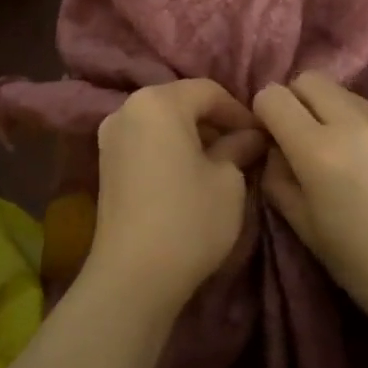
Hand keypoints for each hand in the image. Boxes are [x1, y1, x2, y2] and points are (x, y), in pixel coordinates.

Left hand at [88, 79, 265, 312]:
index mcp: (157, 102)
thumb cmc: (189, 218)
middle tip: (245, 148)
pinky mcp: (105, 165)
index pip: (208, 91)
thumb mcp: (228, 180)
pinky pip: (146, 142)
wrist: (133, 276)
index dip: (239, 111)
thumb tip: (251, 136)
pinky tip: (191, 175)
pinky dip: (170, 149)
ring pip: (162, 123)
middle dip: (215, 121)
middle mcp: (127, 110)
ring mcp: (110, 137)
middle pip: (181, 102)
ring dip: (192, 136)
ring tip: (221, 163)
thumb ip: (239, 147)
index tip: (262, 136)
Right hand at [254, 72, 367, 350]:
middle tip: (298, 137)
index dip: (263, 114)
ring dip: (326, 108)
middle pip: (308, 79)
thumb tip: (274, 150)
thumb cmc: (363, 265)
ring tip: (335, 148)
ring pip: (341, 90)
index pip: (273, 96)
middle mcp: (353, 123)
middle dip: (294, 101)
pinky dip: (356, 120)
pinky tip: (366, 158)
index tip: (270, 139)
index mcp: (319, 150)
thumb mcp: (304, 228)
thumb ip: (278, 178)